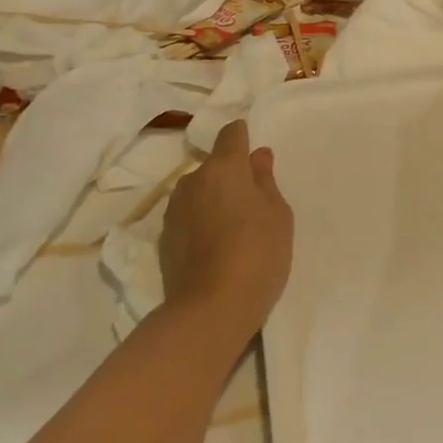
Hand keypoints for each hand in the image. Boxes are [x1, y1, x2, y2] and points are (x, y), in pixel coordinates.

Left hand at [159, 121, 293, 340]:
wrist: (211, 308)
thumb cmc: (258, 253)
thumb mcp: (278, 215)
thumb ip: (266, 181)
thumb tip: (258, 156)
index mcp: (224, 168)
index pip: (231, 134)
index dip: (243, 137)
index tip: (254, 152)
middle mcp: (193, 180)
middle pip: (214, 166)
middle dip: (230, 176)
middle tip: (253, 203)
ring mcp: (174, 210)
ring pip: (199, 192)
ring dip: (213, 200)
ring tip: (233, 229)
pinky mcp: (165, 238)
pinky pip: (188, 217)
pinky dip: (201, 222)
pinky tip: (215, 246)